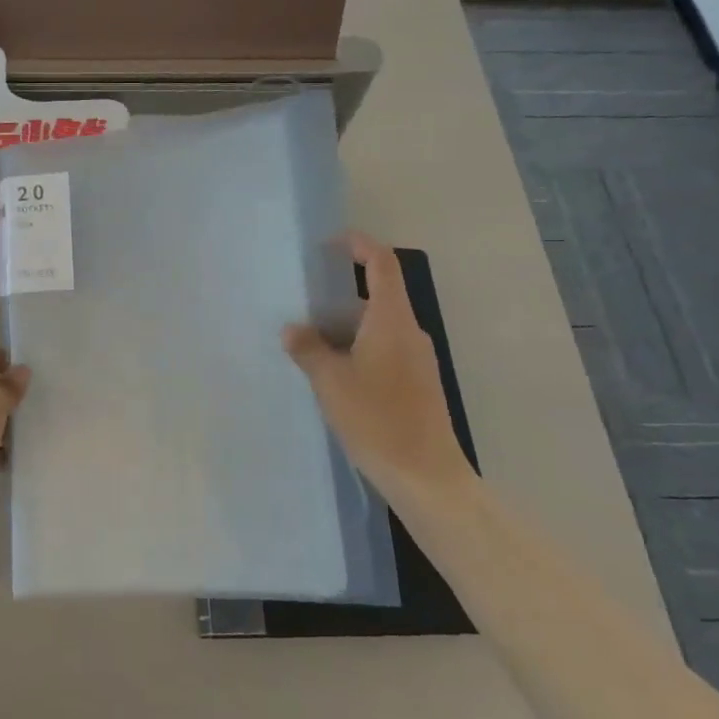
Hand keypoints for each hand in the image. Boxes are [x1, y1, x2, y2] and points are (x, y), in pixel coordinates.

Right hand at [283, 233, 470, 491]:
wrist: (426, 475)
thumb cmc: (377, 419)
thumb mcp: (330, 382)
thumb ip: (308, 349)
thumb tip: (293, 329)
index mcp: (392, 321)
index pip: (382, 264)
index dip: (359, 245)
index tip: (331, 244)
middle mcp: (409, 332)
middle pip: (377, 295)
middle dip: (339, 294)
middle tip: (303, 303)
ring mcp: (417, 359)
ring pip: (378, 326)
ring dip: (346, 326)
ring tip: (310, 341)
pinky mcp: (417, 383)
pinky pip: (384, 349)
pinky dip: (358, 348)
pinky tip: (334, 373)